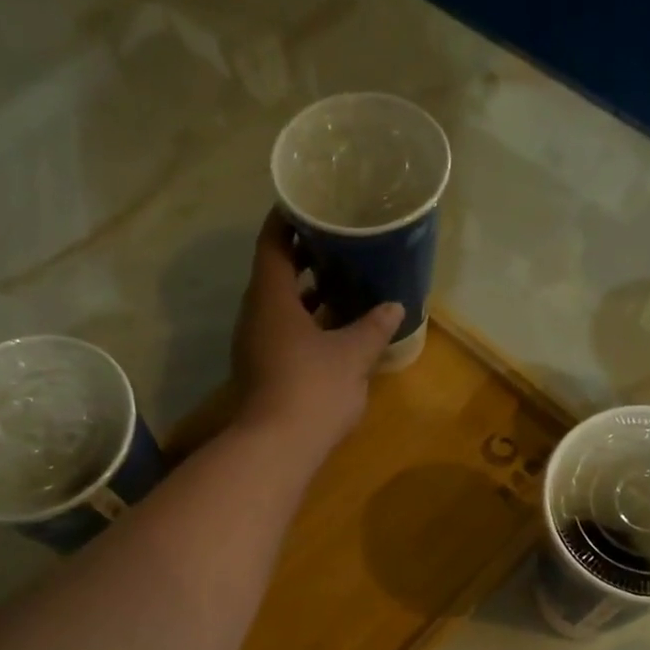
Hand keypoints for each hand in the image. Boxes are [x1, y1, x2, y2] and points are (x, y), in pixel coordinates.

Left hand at [232, 208, 404, 451]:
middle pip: (275, 272)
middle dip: (305, 255)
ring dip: (308, 291)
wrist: (277, 447)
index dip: (287, 219)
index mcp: (271, 298)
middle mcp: (256, 315)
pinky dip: (308, 320)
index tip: (309, 202)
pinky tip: (336, 326)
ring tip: (343, 277)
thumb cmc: (313, 388)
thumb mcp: (353, 354)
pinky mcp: (265, 368)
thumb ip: (373, 326)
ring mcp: (257, 344)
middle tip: (339, 239)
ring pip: (281, 305)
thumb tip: (393, 306)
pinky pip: (285, 330)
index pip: (272, 243)